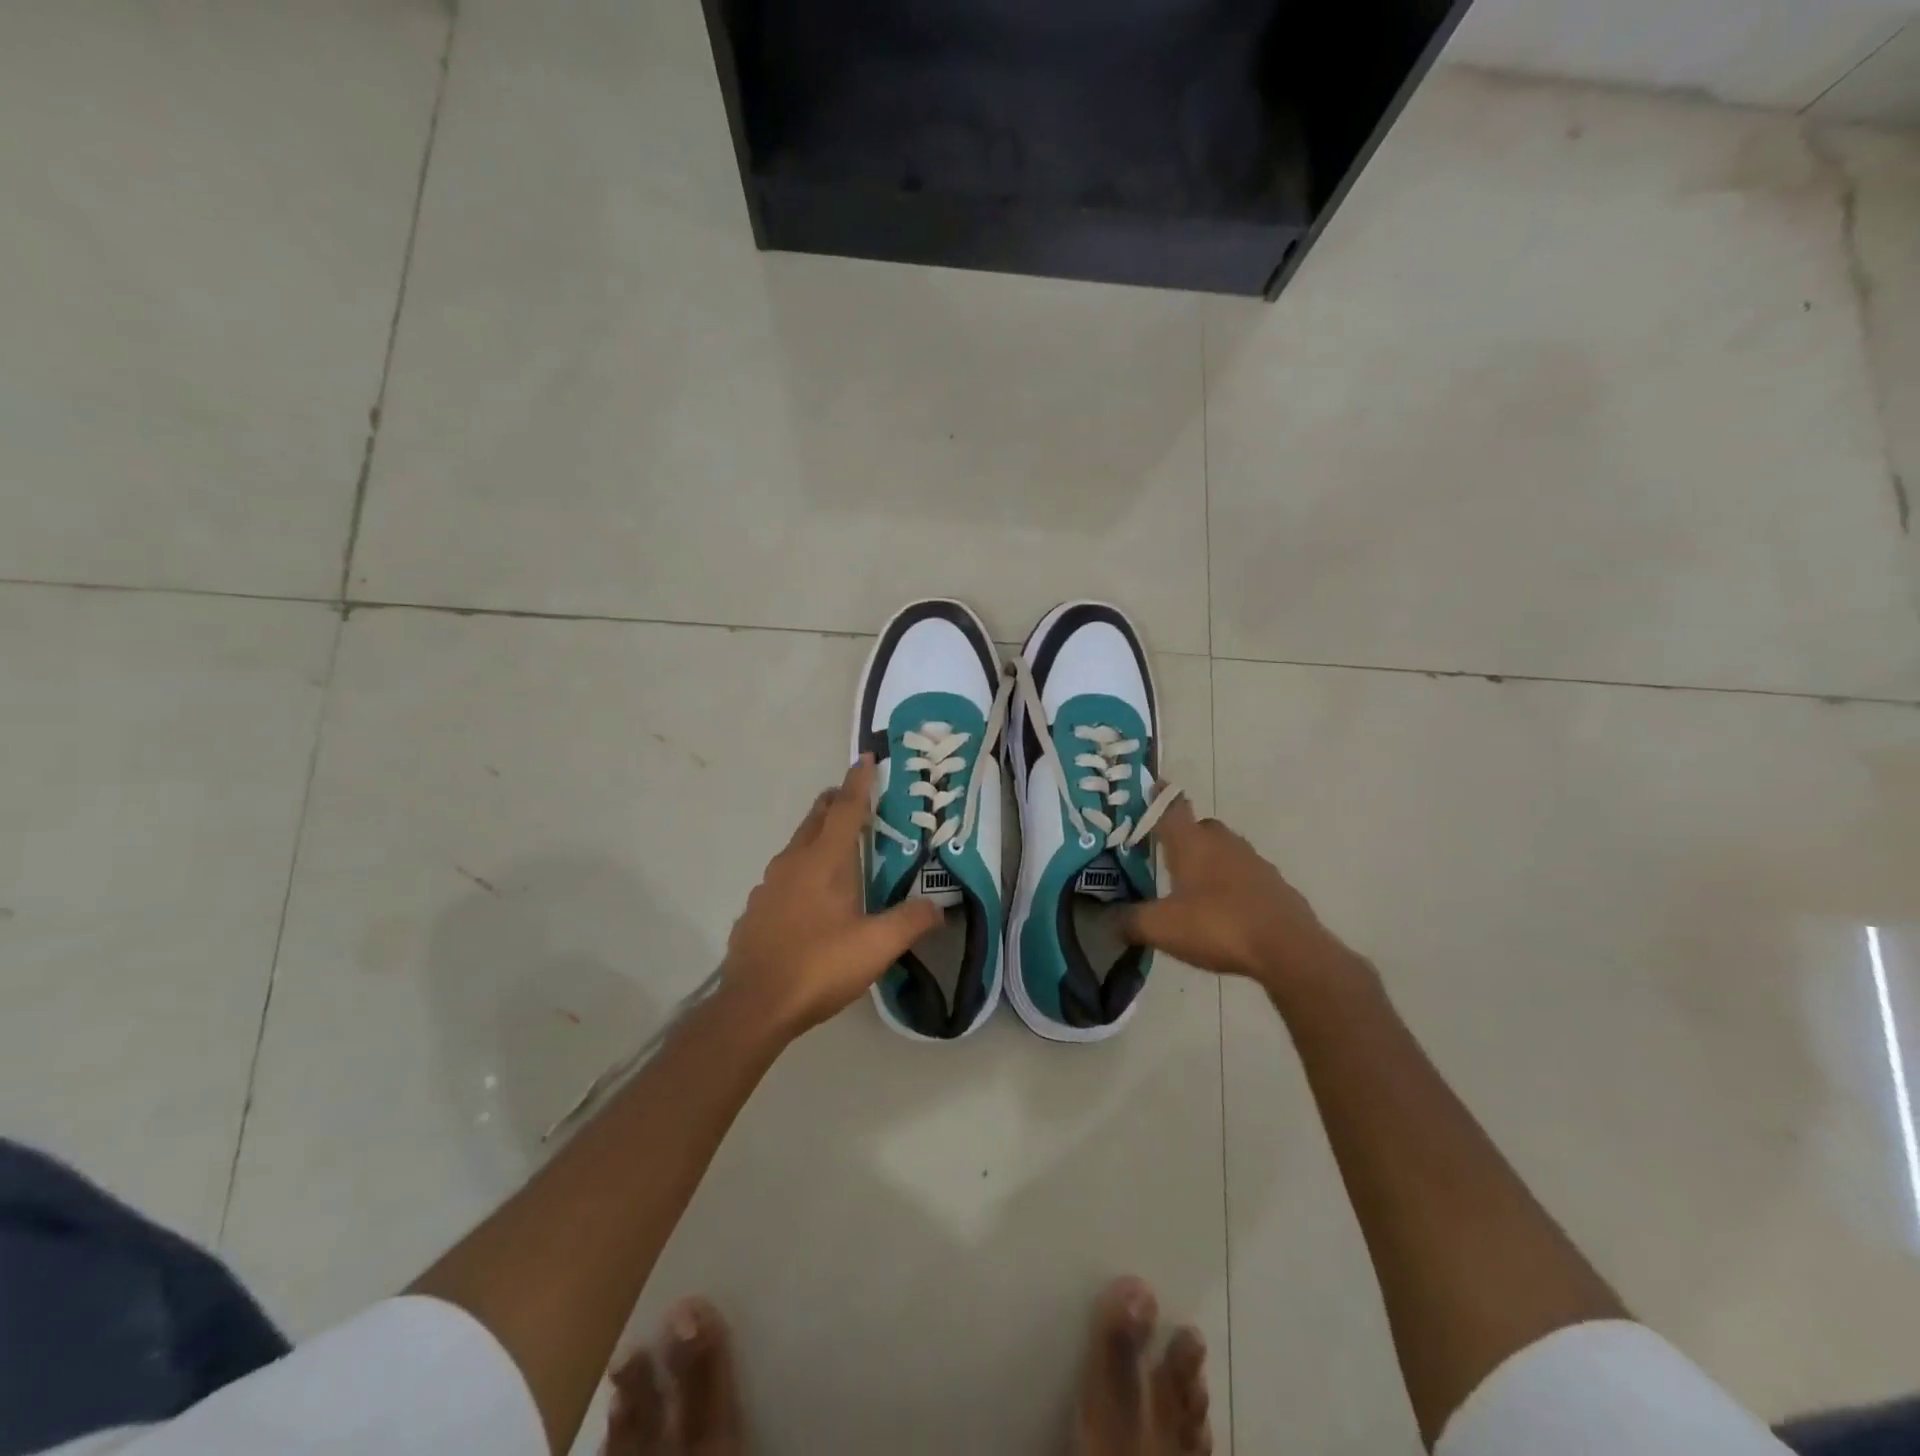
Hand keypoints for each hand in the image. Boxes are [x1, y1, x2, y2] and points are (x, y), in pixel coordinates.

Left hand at [720, 755, 942, 1036]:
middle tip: (854, 796)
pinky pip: (784, 875)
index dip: (859, 782)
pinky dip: (802, 868)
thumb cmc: (819, 966)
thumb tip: (939, 907)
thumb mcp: (877, 946)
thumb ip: (912, 921)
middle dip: (835, 802)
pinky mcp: (756, 909)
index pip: (846, 809)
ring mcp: (768, 886)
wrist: (754, 1006)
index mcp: (824, 861)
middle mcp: (793, 863)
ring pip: (796, 846)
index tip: (867, 758)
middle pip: (816, 820)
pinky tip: (810, 895)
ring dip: (817, 834)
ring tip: (836, 844)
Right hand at [1123, 798, 1361, 993]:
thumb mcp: (1161, 928)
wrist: (1289, 950)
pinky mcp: (1276, 886)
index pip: (1171, 807)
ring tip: (1194, 888)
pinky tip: (1226, 911)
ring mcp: (1255, 862)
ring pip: (1226, 851)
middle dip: (1184, 836)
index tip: (1151, 788)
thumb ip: (1131, 921)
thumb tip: (1109, 920)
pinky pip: (1246, 876)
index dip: (1159, 797)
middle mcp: (1224, 843)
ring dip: (1210, 862)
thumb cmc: (1218, 926)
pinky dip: (1233, 886)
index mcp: (1192, 843)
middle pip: (1200, 827)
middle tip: (1166, 855)